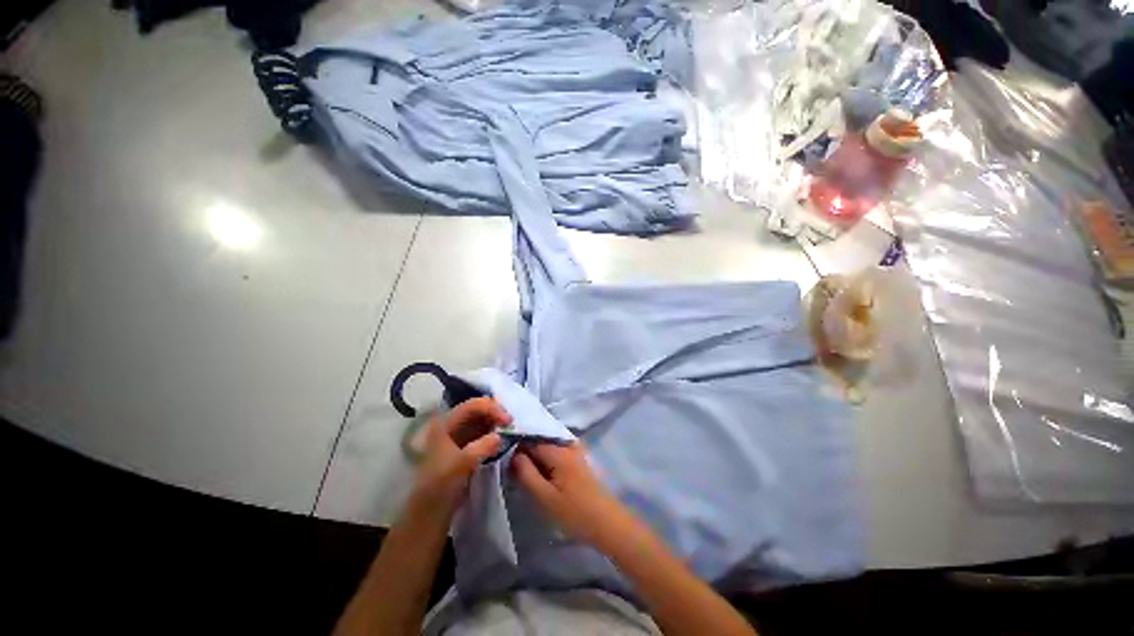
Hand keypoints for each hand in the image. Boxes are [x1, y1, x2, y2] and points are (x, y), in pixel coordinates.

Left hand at [412, 398, 509, 515]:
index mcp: (445, 424)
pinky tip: (504, 437)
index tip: (508, 420)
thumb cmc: (441, 486)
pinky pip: (483, 431)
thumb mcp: (461, 465)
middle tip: (512, 423)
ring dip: (496, 422)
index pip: (472, 405)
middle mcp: (452, 424)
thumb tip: (500, 435)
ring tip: (511, 429)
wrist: (431, 512)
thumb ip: (481, 447)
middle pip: (478, 409)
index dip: (492, 408)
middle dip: (496, 413)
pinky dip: (495, 431)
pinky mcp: (466, 446)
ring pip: (482, 420)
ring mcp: (459, 435)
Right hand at [511, 443, 638, 551]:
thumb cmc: (574, 513)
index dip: (516, 450)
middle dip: (527, 454)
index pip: (530, 441)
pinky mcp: (580, 461)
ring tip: (528, 475)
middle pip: (540, 442)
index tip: (506, 464)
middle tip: (516, 473)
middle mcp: (568, 445)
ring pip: (549, 448)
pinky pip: (558, 453)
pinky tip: (544, 475)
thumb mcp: (544, 497)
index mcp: (558, 451)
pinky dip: (548, 461)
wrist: (608, 523)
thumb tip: (513, 454)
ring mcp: (576, 452)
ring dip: (537, 458)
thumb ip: (526, 473)